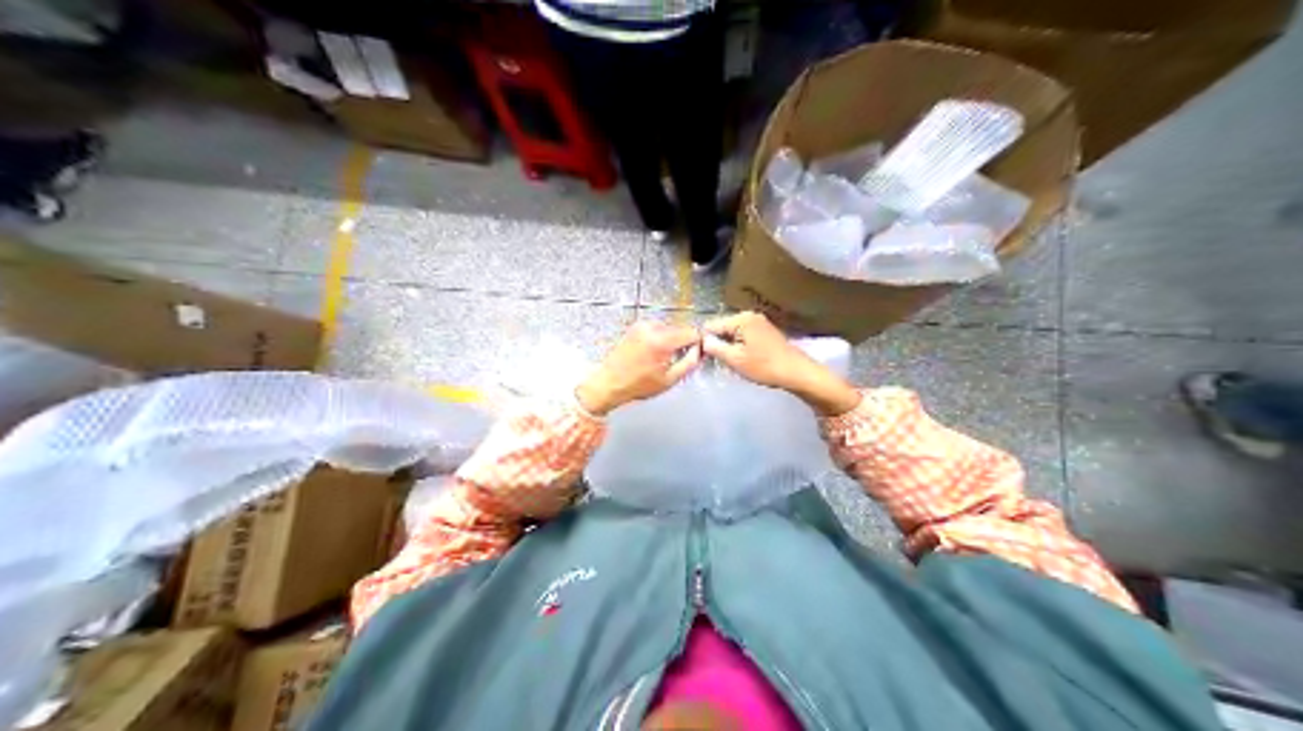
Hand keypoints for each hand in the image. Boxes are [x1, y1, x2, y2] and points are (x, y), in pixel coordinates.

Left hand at [580, 319, 703, 415]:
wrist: (609, 382)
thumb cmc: (635, 385)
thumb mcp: (669, 380)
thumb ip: (689, 363)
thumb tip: (699, 351)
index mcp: (661, 341)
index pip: (692, 332)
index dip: (698, 343)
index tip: (697, 353)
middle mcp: (651, 328)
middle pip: (680, 329)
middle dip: (683, 342)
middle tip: (677, 360)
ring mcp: (642, 325)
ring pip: (669, 328)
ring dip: (671, 340)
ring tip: (662, 359)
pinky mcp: (636, 327)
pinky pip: (657, 329)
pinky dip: (660, 338)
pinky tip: (653, 354)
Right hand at [696, 312, 862, 415]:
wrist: (796, 372)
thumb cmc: (764, 366)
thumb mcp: (735, 359)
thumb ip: (715, 348)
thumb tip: (702, 340)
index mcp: (741, 319)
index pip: (712, 325)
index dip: (704, 340)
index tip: (700, 356)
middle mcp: (750, 316)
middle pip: (723, 328)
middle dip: (717, 343)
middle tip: (713, 362)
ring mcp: (759, 323)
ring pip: (733, 333)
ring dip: (728, 346)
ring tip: (727, 362)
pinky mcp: (765, 332)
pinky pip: (744, 336)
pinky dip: (739, 347)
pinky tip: (741, 360)